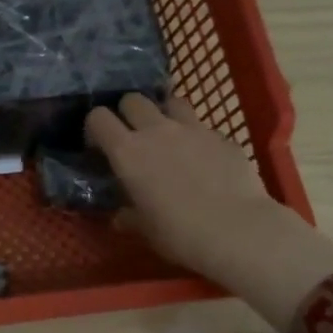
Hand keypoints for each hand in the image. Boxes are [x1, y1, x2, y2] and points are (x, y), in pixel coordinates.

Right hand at [86, 93, 332, 331]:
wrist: (238, 230)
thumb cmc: (178, 233)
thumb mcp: (143, 228)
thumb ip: (127, 215)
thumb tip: (120, 216)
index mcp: (127, 152)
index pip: (98, 118)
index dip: (95, 128)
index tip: (99, 146)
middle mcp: (156, 130)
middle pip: (133, 99)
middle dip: (128, 113)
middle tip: (133, 137)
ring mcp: (192, 129)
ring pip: (171, 101)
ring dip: (164, 114)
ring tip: (168, 137)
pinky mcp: (222, 136)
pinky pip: (202, 126)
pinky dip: (196, 137)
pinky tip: (203, 159)